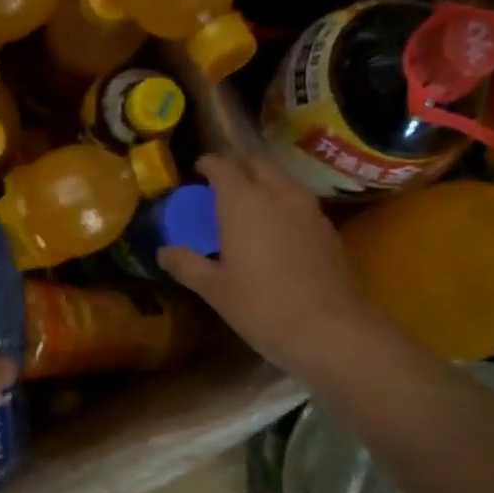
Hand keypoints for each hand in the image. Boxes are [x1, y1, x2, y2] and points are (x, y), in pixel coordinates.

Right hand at [159, 152, 381, 379]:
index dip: (209, 163)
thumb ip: (187, 264)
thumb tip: (163, 252)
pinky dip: (283, 201)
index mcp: (243, 201)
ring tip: (250, 199)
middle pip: (257, 163)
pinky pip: (300, 200)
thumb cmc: (261, 306)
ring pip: (282, 179)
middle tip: (222, 181)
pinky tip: (278, 225)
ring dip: (264, 180)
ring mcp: (308, 208)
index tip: (199, 168)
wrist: (330, 328)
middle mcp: (277, 193)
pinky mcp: (328, 227)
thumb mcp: (214, 289)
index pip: (223, 165)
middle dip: (238, 165)